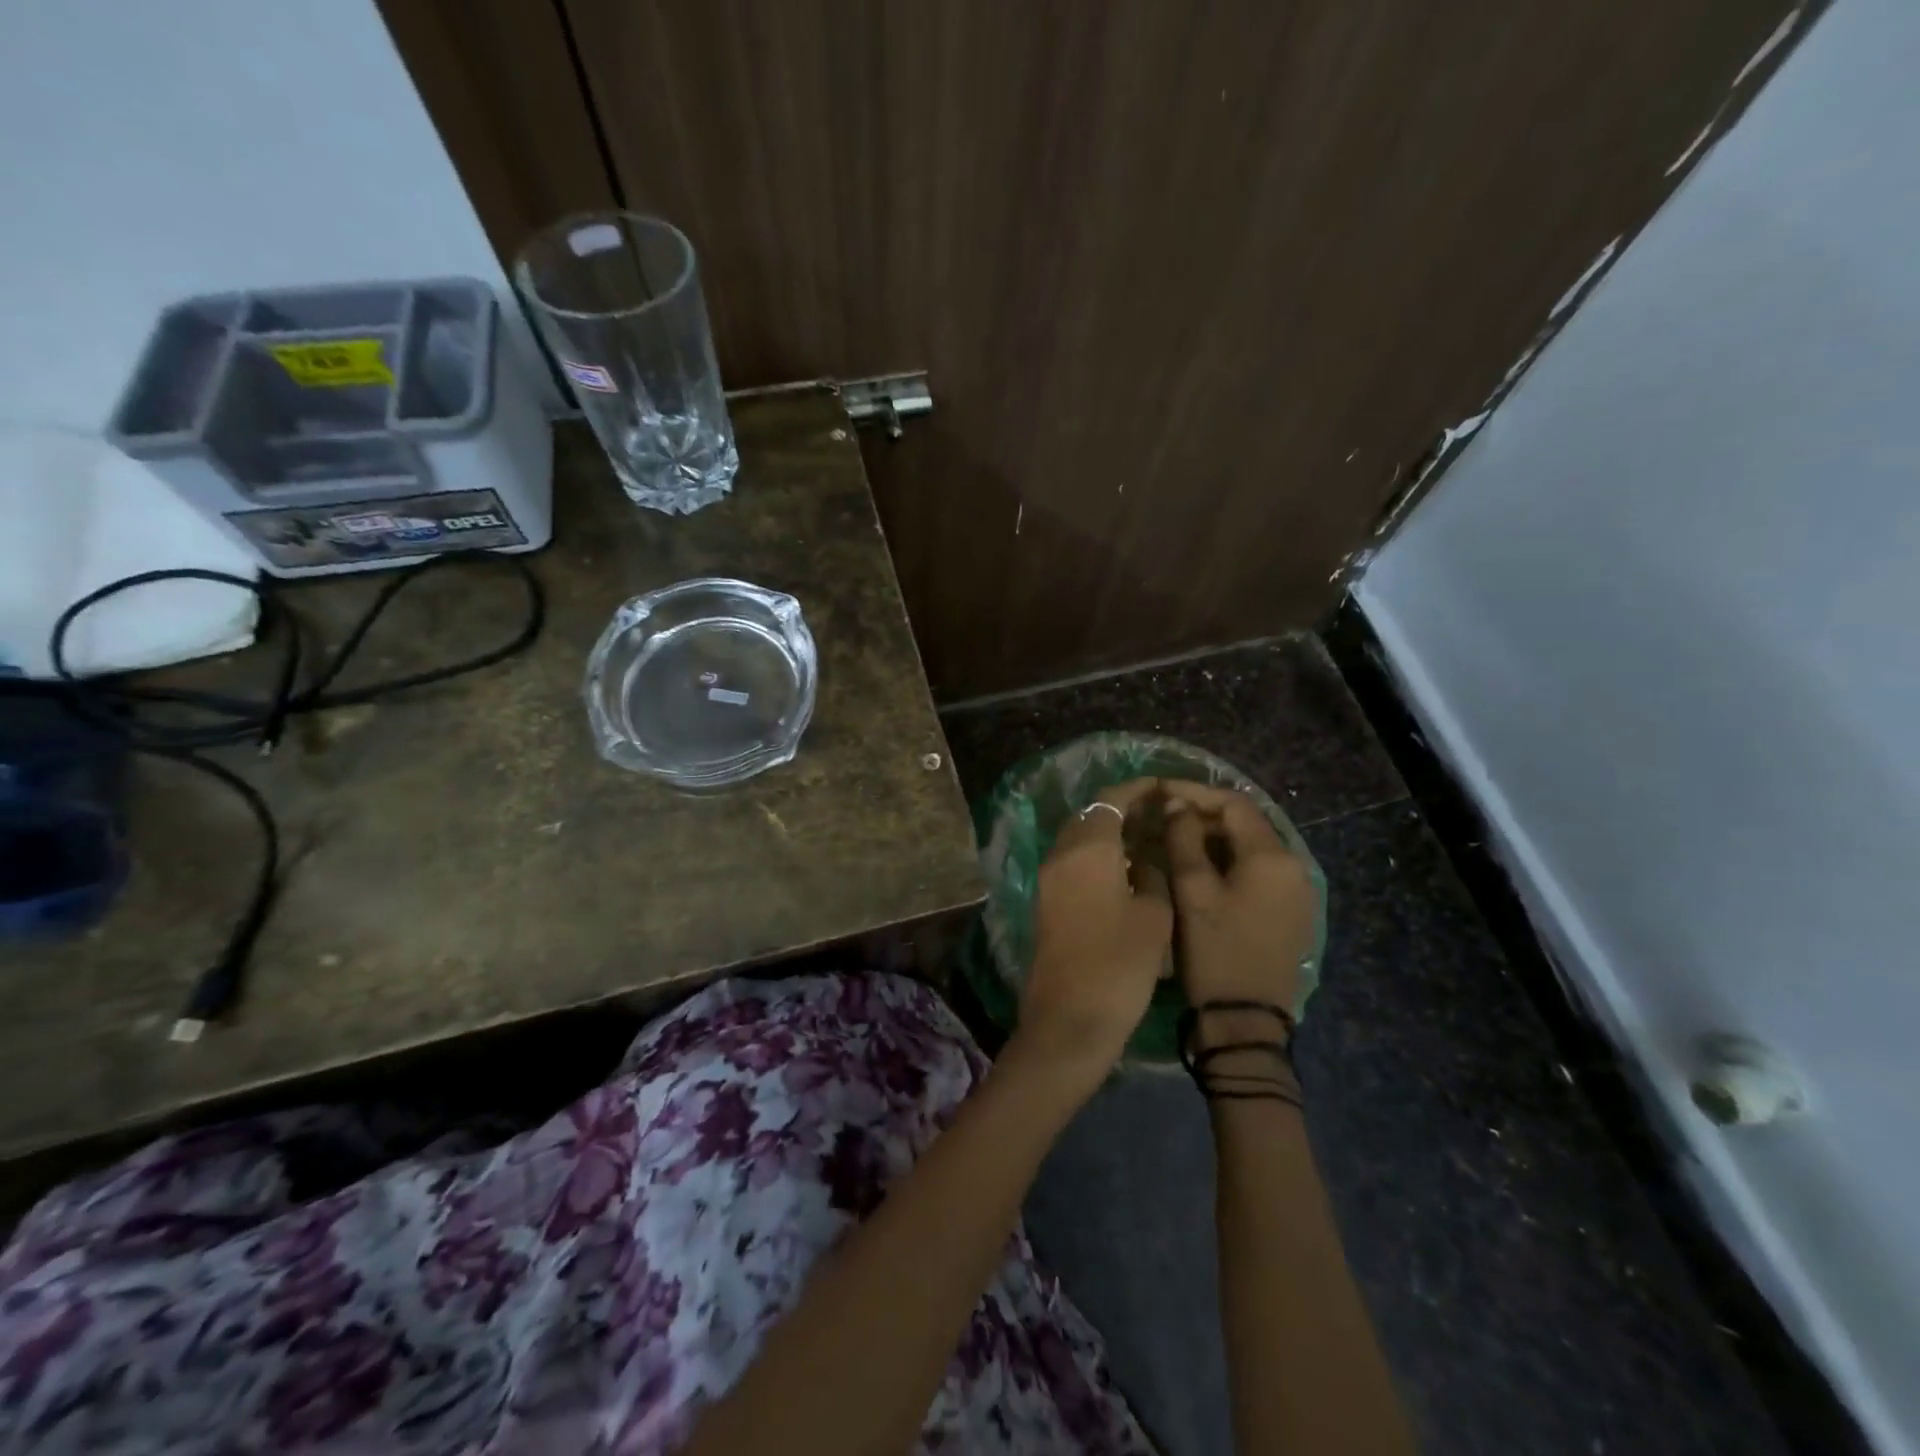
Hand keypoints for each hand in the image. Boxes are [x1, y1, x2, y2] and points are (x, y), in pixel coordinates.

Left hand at [1015, 778, 1173, 1090]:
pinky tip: (1124, 870)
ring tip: (1147, 839)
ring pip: (1078, 838)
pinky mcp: (1045, 901)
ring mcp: (1048, 878)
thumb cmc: (1119, 965)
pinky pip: (1072, 861)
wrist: (1068, 1019)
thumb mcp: (1154, 916)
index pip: (1111, 798)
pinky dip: (1096, 854)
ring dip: (1108, 832)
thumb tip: (1143, 858)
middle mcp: (1061, 854)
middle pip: (1090, 814)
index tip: (1163, 786)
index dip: (1138, 788)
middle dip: (1122, 807)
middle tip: (1159, 814)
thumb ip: (1153, 874)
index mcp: (1088, 848)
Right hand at [1163, 782, 1315, 1019]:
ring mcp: (1296, 892)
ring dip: (1214, 838)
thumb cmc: (1215, 951)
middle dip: (1203, 814)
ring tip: (1174, 840)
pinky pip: (1258, 871)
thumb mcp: (1192, 891)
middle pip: (1246, 823)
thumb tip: (1176, 804)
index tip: (1159, 792)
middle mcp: (1294, 866)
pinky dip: (1229, 861)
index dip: (1194, 793)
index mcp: (1272, 857)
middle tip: (1162, 817)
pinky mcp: (1291, 912)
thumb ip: (1183, 838)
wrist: (1246, 1022)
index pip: (1234, 804)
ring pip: (1251, 847)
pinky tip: (1199, 869)